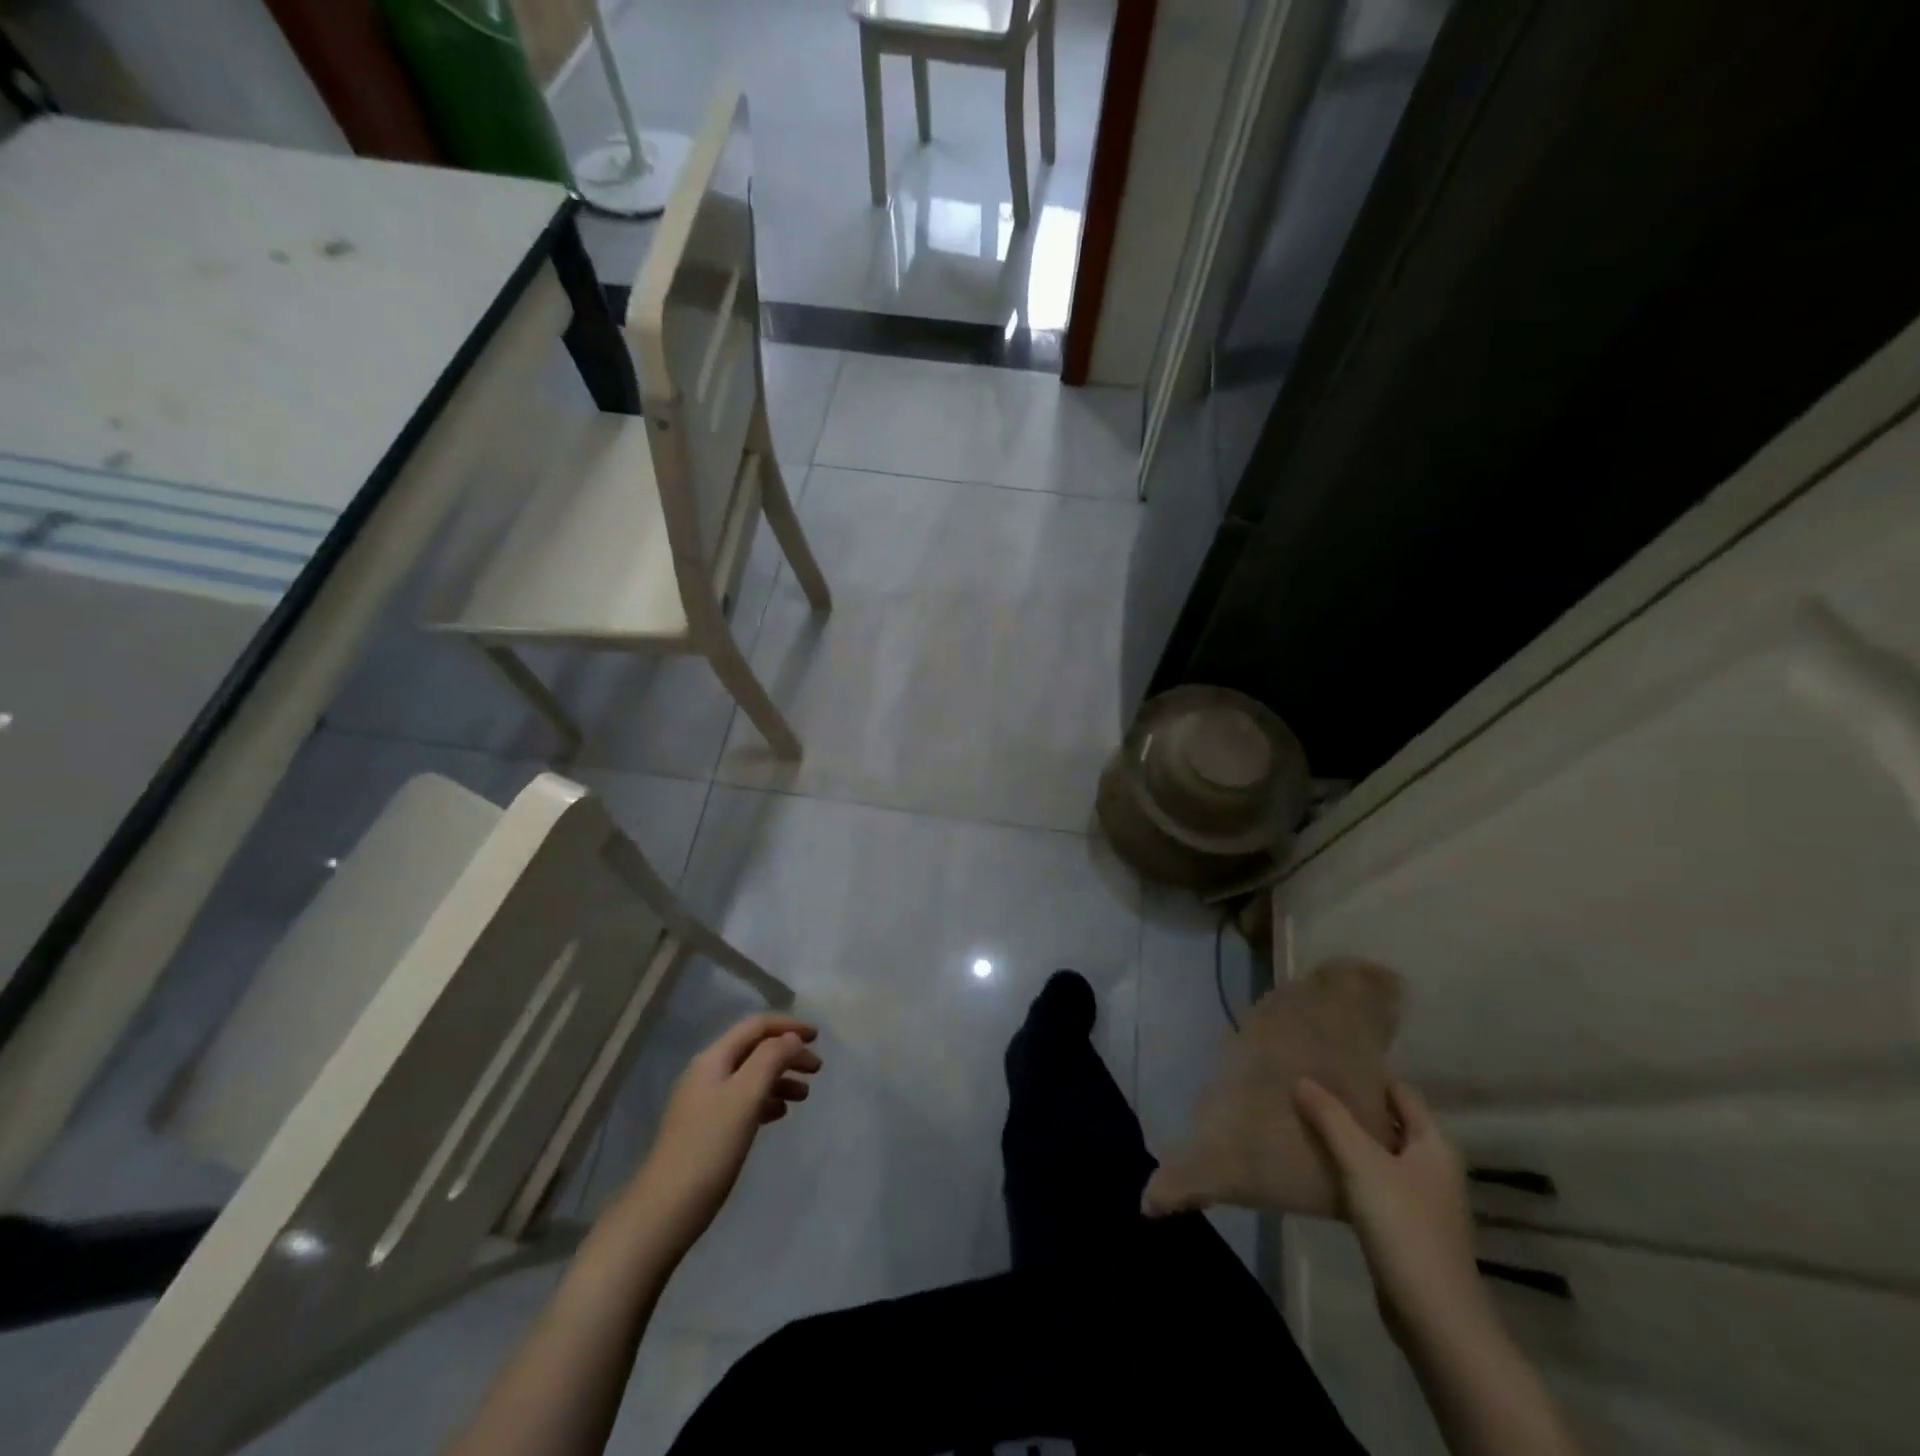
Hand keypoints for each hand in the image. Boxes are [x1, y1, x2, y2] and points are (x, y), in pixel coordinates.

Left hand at [621, 1014, 821, 1259]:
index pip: (756, 1026)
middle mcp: (707, 1073)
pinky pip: (743, 1101)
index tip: (818, 1039)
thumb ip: (771, 1058)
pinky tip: (779, 1114)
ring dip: (780, 1078)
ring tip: (804, 1096)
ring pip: (751, 1077)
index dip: (788, 1026)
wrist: (665, 1210)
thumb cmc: (710, 1147)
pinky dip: (766, 1100)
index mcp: (713, 1058)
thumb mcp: (746, 1096)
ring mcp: (704, 1103)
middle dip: (787, 1053)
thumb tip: (791, 1038)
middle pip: (754, 1050)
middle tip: (817, 1070)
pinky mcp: (706, 1130)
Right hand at [1294, 1077, 1494, 1349]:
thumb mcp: (1362, 1163)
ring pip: (1373, 1154)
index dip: (1366, 1073)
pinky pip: (1367, 1184)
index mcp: (1433, 1144)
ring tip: (1299, 1117)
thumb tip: (1301, 1078)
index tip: (1327, 1059)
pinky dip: (1343, 1171)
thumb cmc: (1405, 1226)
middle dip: (1347, 1104)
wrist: (1435, 1318)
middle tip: (1304, 1084)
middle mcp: (1429, 1165)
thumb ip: (1331, 1118)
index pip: (1399, 1091)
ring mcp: (1417, 1198)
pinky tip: (1312, 1166)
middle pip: (1385, 1121)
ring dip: (1342, 1138)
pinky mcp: (1400, 1226)